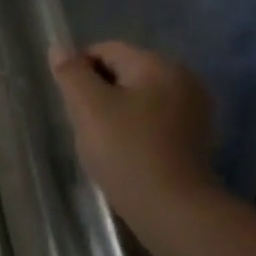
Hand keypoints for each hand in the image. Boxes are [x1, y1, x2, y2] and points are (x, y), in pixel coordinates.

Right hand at [49, 41, 218, 230]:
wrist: (172, 207)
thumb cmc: (126, 151)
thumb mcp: (88, 107)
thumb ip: (71, 73)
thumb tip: (59, 48)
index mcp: (158, 65)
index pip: (106, 50)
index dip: (79, 70)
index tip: (70, 102)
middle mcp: (182, 78)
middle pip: (124, 71)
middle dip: (98, 91)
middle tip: (84, 123)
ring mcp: (194, 107)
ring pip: (138, 96)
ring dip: (115, 110)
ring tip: (103, 140)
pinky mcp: (195, 134)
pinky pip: (154, 117)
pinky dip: (135, 127)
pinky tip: (125, 150)